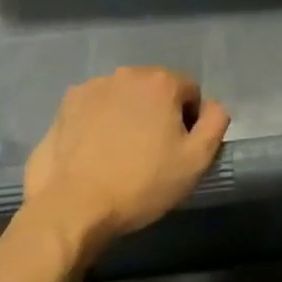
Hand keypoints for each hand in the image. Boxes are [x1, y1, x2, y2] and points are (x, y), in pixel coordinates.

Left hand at [24, 67, 228, 255]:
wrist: (73, 207)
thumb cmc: (141, 184)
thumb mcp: (196, 161)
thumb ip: (216, 123)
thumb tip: (213, 106)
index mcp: (161, 82)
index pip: (190, 91)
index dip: (190, 120)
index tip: (179, 149)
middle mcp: (127, 74)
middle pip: (155, 89)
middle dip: (159, 113)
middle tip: (152, 152)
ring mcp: (92, 87)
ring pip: (124, 97)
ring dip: (128, 115)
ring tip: (120, 153)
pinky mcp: (66, 105)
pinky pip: (95, 107)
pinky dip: (99, 121)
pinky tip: (95, 151)